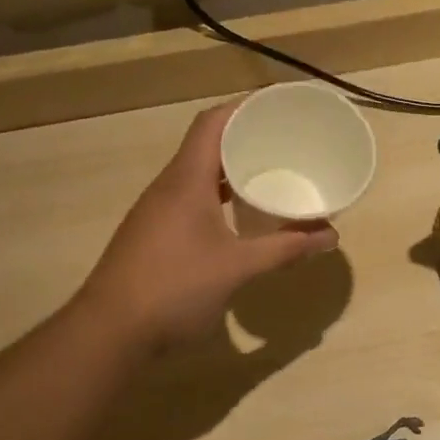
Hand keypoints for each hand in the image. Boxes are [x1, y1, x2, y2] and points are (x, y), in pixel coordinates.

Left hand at [80, 102, 337, 352]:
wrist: (109, 333)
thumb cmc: (175, 288)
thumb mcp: (238, 268)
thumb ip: (285, 249)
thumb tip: (330, 237)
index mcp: (186, 180)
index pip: (212, 123)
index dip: (244, 107)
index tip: (278, 106)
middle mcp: (168, 186)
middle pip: (206, 144)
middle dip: (245, 137)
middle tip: (285, 140)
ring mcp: (157, 211)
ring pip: (198, 174)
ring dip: (231, 168)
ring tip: (270, 172)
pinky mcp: (154, 234)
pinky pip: (191, 198)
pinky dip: (219, 195)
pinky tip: (240, 215)